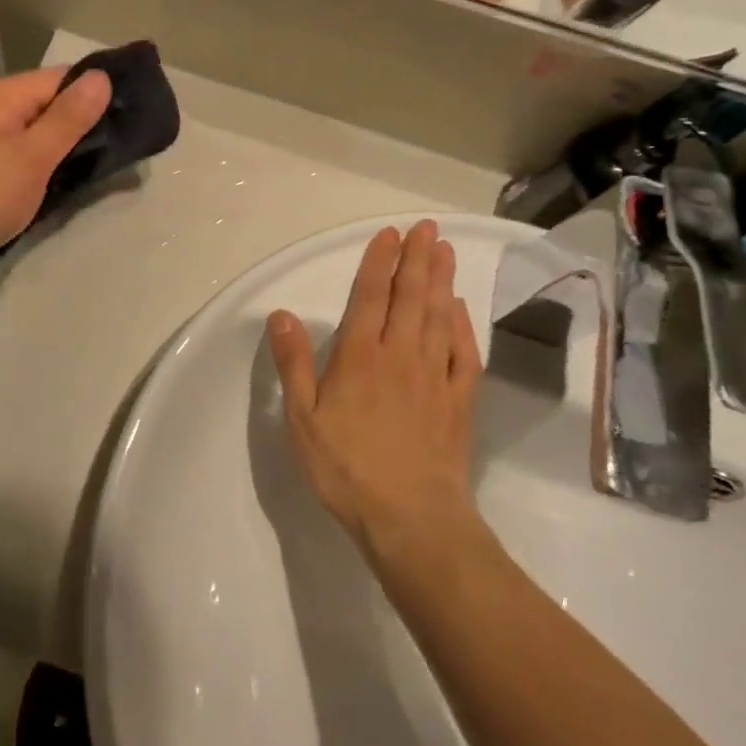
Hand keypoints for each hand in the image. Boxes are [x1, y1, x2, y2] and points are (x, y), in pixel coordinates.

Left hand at [0, 66, 111, 283]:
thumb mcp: (32, 158)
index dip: (98, 92)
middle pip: (51, 102)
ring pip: (38, 130)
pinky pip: (23, 151)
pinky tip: (65, 179)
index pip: (63, 77)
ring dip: (66, 145)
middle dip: (85, 121)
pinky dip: (45, 162)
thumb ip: (68, 118)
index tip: (134, 115)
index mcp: (3, 95)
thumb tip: (102, 76)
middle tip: (125, 146)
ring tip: (104, 163)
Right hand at [267, 220, 482, 552]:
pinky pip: (464, 353)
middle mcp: (400, 354)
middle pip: (411, 297)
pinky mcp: (459, 400)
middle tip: (427, 227)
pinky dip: (463, 326)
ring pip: (439, 316)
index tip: (390, 234)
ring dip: (442, 281)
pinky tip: (461, 309)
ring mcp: (434, 376)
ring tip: (446, 251)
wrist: (412, 519)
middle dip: (418, 259)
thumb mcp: (303, 419)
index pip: (370, 296)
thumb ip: (293, 363)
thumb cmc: (348, 468)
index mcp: (360, 356)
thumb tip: (281, 314)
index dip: (379, 262)